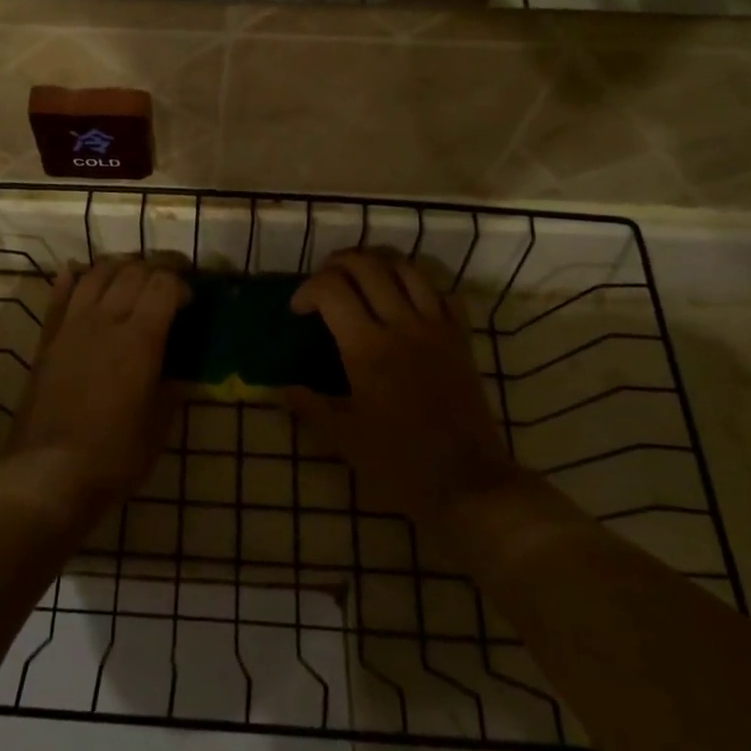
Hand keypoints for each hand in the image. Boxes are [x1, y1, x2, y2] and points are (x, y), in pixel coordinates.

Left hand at [0, 256, 190, 520]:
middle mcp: (106, 321)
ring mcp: (72, 326)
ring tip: (131, 273)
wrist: (47, 473)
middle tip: (169, 281)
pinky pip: (59, 295)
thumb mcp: (157, 427)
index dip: (181, 284)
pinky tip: (78, 272)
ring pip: (96, 274)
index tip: (191, 299)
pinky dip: (72, 278)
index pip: (163, 286)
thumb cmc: (113, 456)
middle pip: (132, 272)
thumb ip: (171, 390)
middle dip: (156, 268)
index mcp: (140, 340)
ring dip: (118, 266)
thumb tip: (181, 371)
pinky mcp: (48, 339)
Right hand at [285, 250, 515, 526]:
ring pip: (406, 268)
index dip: (307, 290)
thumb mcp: (345, 440)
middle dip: (337, 264)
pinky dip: (420, 285)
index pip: (330, 288)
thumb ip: (310, 407)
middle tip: (325, 286)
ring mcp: (436, 328)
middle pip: (366, 265)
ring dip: (377, 265)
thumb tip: (281, 388)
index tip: (298, 311)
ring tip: (361, 282)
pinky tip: (406, 302)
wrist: (469, 485)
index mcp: (367, 349)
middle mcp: (401, 326)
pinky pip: (442, 292)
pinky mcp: (461, 339)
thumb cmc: (400, 465)